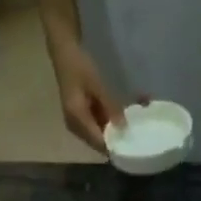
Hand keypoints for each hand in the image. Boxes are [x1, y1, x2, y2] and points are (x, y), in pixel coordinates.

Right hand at [50, 37, 123, 153]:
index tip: (132, 147)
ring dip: (113, 132)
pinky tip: (121, 118)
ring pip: (98, 136)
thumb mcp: (97, 85)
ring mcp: (76, 123)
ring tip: (131, 127)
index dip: (114, 146)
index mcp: (77, 119)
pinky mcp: (80, 117)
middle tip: (136, 137)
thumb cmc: (79, 66)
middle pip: (98, 143)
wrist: (64, 53)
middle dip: (115, 140)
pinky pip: (96, 127)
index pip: (98, 142)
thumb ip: (110, 107)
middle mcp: (75, 126)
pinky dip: (108, 124)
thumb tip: (123, 128)